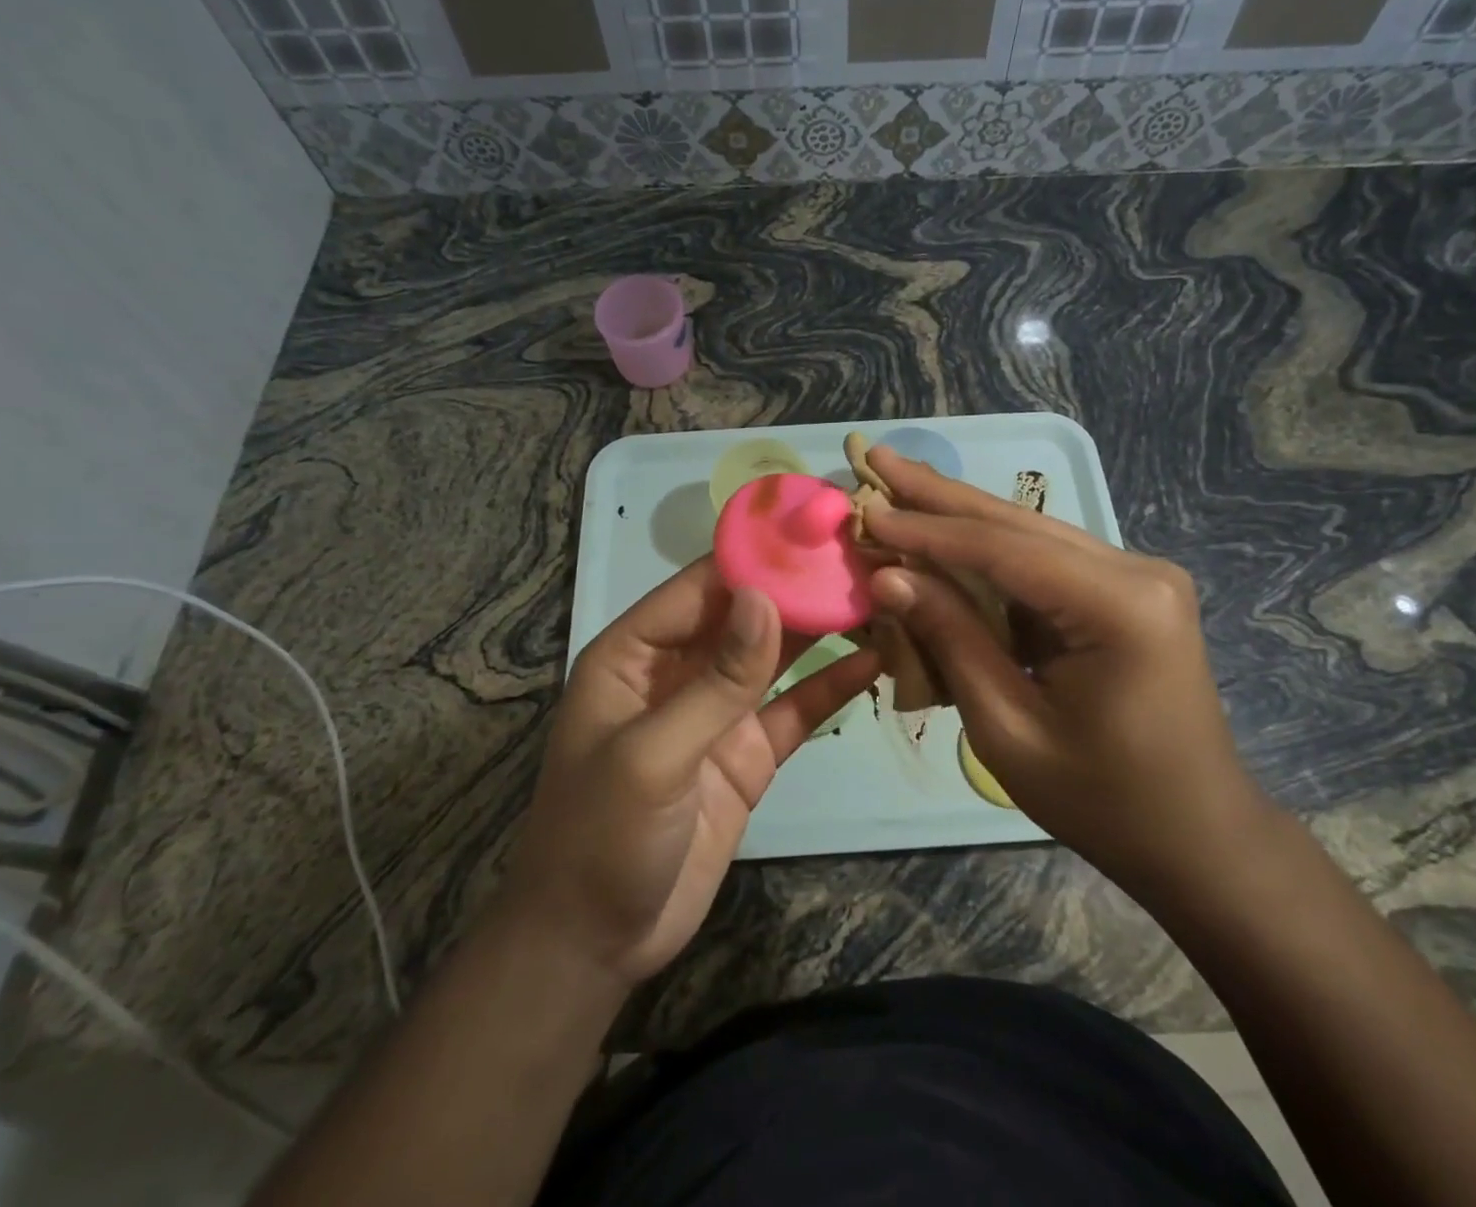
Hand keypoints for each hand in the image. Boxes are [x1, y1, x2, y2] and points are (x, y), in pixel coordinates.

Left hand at [495, 558, 880, 988]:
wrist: (597, 944)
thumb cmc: (602, 838)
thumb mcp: (653, 755)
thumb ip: (716, 680)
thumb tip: (765, 597)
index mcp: (636, 652)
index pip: (701, 586)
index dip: (755, 557)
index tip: (815, 531)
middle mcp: (679, 670)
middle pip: (745, 614)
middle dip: (797, 587)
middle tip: (863, 556)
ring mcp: (718, 711)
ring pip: (775, 655)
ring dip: (820, 628)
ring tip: (878, 595)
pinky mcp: (749, 753)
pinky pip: (794, 709)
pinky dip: (830, 686)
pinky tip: (874, 662)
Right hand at [862, 447, 1271, 894]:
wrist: (1196, 836)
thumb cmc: (1102, 799)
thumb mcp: (1009, 729)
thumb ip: (951, 641)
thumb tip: (888, 576)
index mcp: (1120, 607)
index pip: (1003, 549)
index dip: (927, 530)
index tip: (867, 508)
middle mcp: (1136, 571)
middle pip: (1016, 523)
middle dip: (939, 495)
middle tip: (877, 457)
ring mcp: (1136, 576)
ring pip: (1027, 535)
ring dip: (959, 517)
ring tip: (899, 484)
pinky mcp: (1125, 591)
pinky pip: (1042, 563)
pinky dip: (987, 555)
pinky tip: (943, 533)